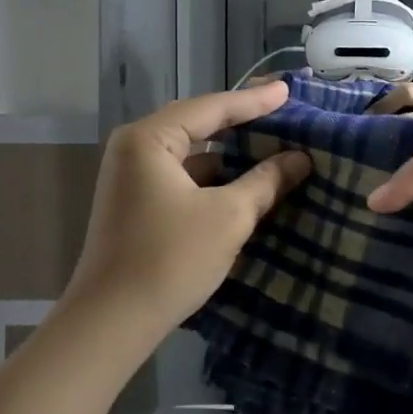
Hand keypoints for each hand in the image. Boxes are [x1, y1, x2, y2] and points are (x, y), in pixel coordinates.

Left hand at [63, 82, 310, 331]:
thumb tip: (300, 159)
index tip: (288, 91)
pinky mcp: (136, 203)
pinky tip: (244, 182)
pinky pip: (182, 176)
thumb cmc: (170, 259)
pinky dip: (213, 177)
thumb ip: (266, 181)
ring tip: (272, 145)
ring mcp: (131, 177)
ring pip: (190, 153)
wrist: (111, 322)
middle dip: (241, 121)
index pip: (211, 108)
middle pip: (197, 124)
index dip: (254, 101)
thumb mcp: (228, 217)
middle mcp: (134, 148)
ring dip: (229, 153)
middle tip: (282, 110)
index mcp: (149, 139)